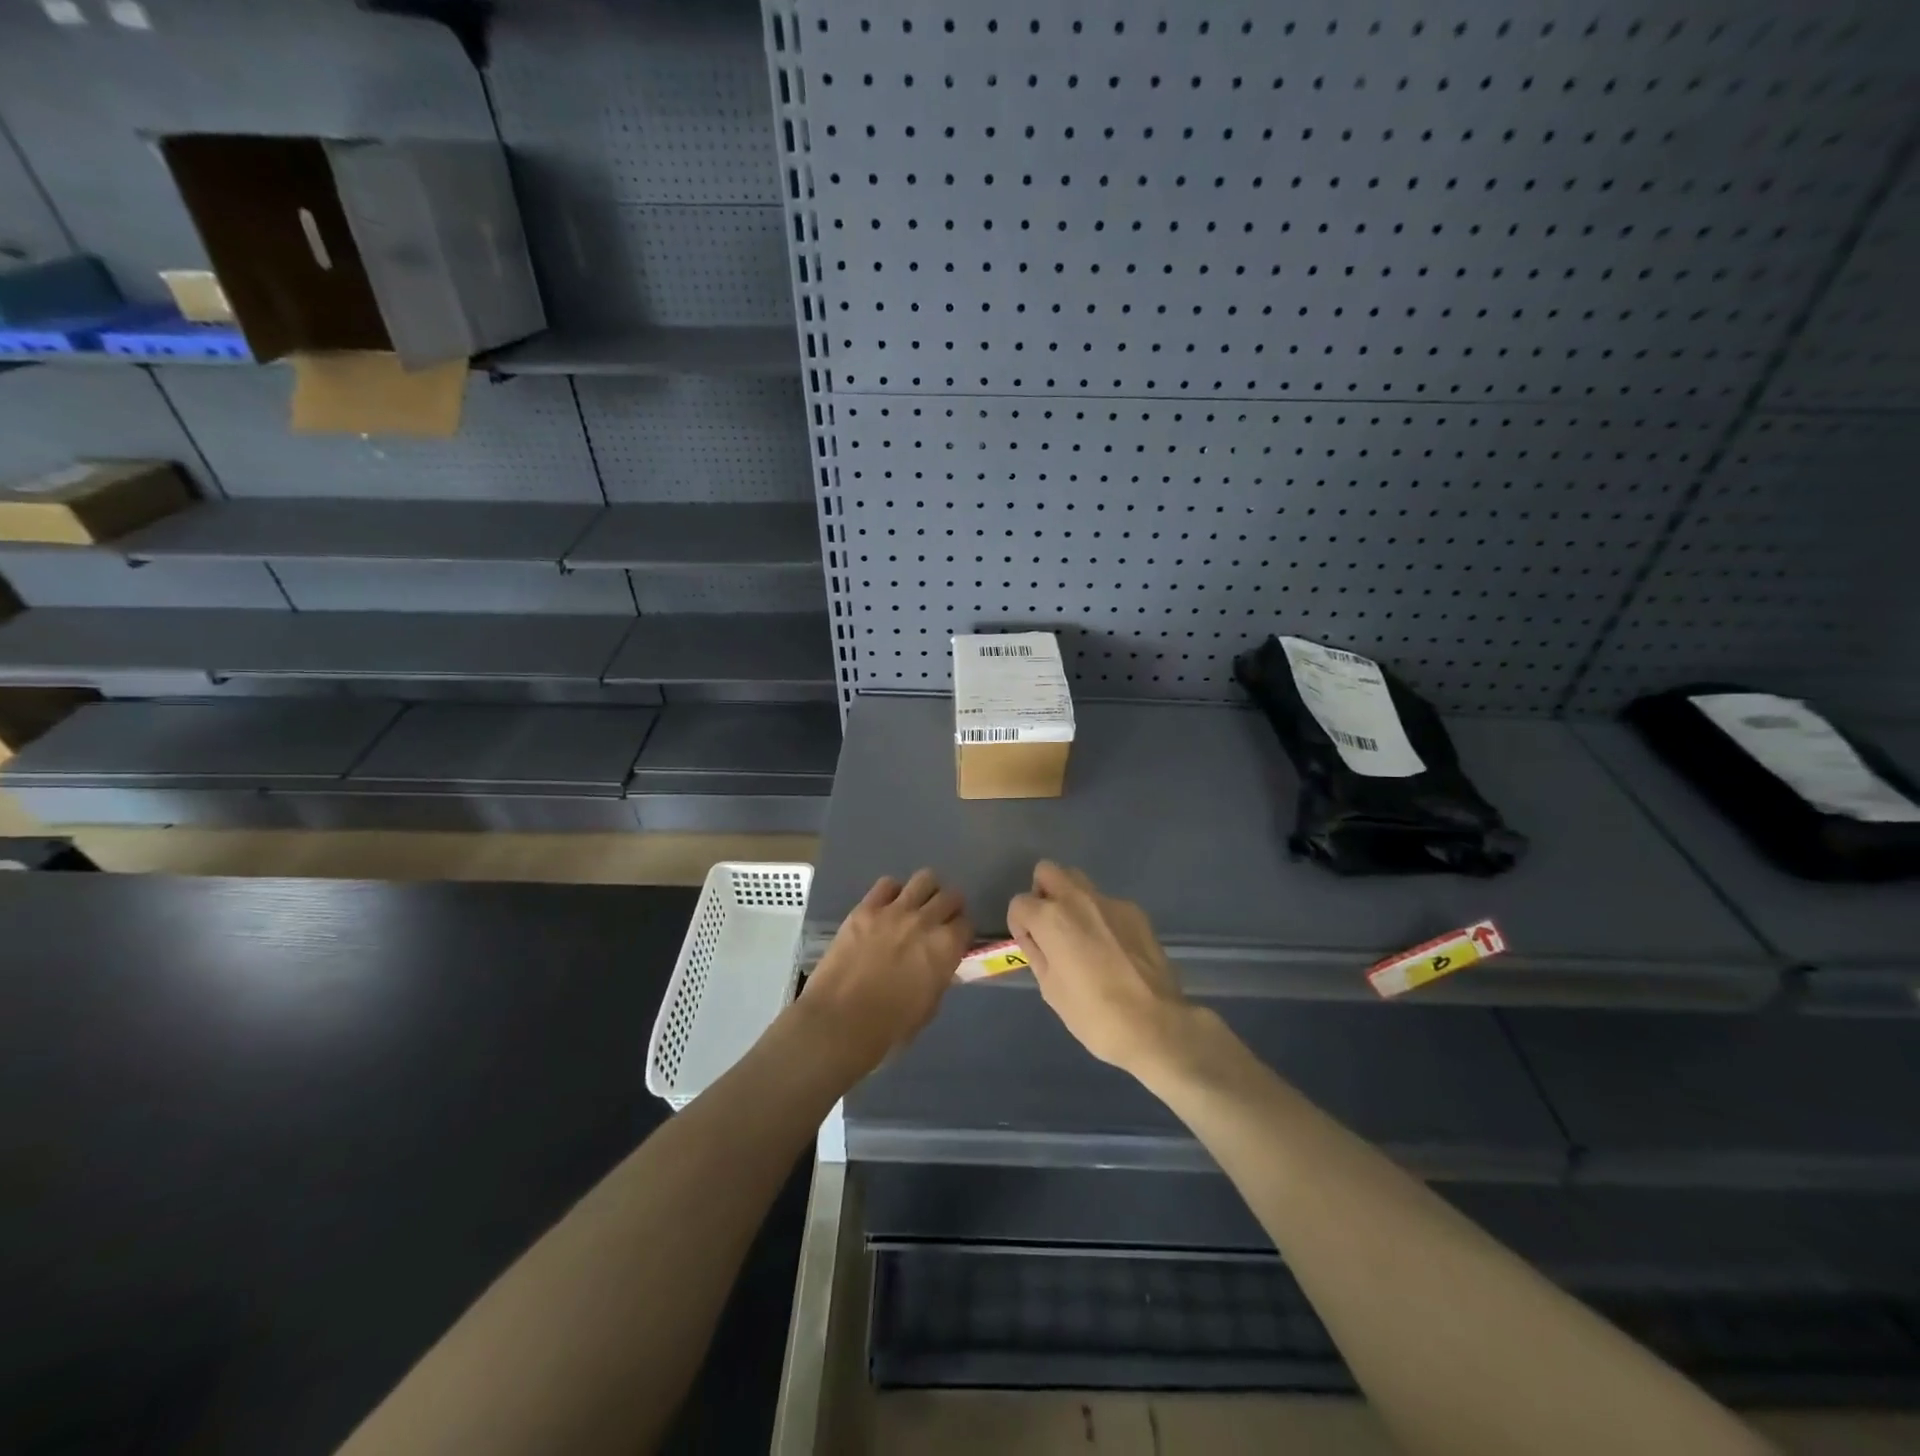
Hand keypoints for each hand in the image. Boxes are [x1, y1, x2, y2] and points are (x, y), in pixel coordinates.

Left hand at [798, 869, 969, 1076]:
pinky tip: (886, 907)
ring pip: (924, 879)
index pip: (966, 923)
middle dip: (949, 907)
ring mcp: (895, 911)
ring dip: (926, 892)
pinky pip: (887, 884)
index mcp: (946, 948)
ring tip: (916, 905)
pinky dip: (891, 893)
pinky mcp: (866, 908)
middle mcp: (926, 921)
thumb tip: (939, 963)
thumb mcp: (929, 1006)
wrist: (840, 1022)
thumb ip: (939, 975)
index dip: (961, 932)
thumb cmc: (890, 1027)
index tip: (954, 939)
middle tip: (938, 920)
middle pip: (950, 896)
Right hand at [1007, 861, 1193, 1077]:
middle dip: (1042, 893)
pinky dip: (1101, 917)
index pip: (1019, 903)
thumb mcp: (1051, 989)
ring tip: (1082, 937)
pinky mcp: (1136, 912)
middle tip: (1050, 926)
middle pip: (1048, 872)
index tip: (1030, 945)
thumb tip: (1033, 938)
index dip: (1019, 925)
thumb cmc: (1093, 1014)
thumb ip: (1037, 953)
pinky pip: (1107, 903)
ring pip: (1079, 881)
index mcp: (1051, 918)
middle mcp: (1078, 899)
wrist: (1156, 1025)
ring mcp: (1110, 902)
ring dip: (1071, 900)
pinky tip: (1113, 949)